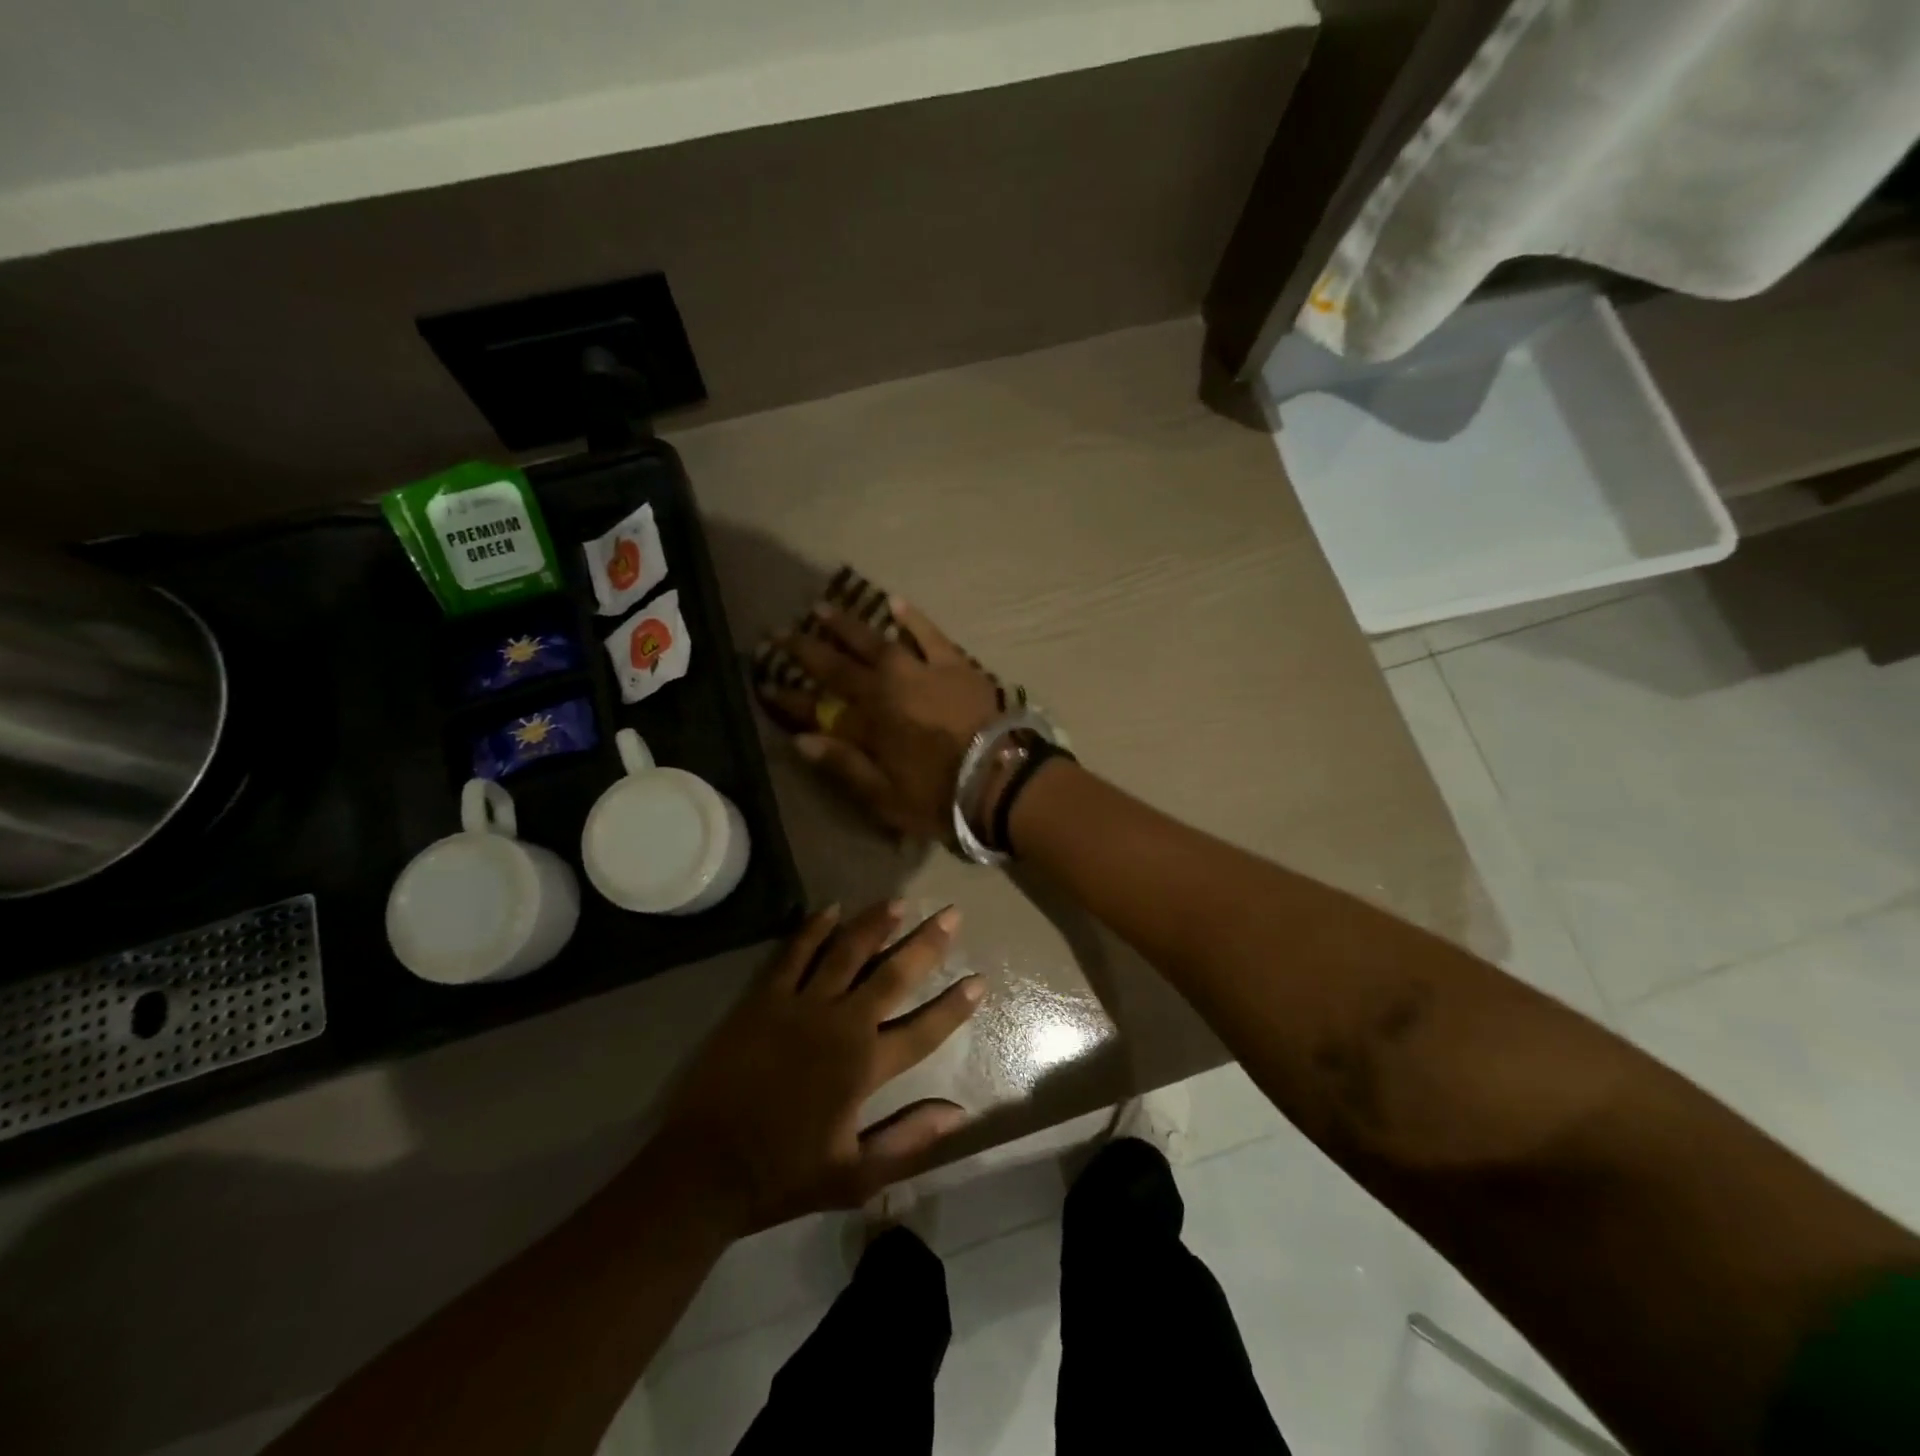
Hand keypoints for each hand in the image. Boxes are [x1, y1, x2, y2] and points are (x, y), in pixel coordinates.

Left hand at [653, 901, 983, 1233]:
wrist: (704, 1168)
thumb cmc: (783, 1174)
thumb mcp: (854, 1175)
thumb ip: (908, 1140)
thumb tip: (958, 1113)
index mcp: (864, 1067)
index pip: (923, 1029)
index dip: (954, 1006)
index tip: (979, 980)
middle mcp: (840, 1024)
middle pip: (892, 975)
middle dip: (926, 944)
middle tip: (951, 914)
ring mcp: (800, 1006)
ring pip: (846, 952)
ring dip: (876, 924)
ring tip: (900, 902)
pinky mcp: (764, 999)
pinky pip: (794, 953)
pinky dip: (814, 928)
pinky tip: (832, 908)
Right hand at [757, 599, 1000, 839]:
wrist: (1002, 778)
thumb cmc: (942, 796)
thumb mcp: (886, 796)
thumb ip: (844, 766)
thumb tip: (802, 741)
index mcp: (868, 725)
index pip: (816, 709)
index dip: (787, 698)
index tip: (762, 683)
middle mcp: (887, 690)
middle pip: (839, 666)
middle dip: (806, 649)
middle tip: (779, 632)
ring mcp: (921, 672)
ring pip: (877, 642)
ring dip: (848, 626)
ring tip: (822, 608)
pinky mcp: (954, 664)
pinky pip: (929, 634)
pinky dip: (911, 618)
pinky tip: (894, 602)